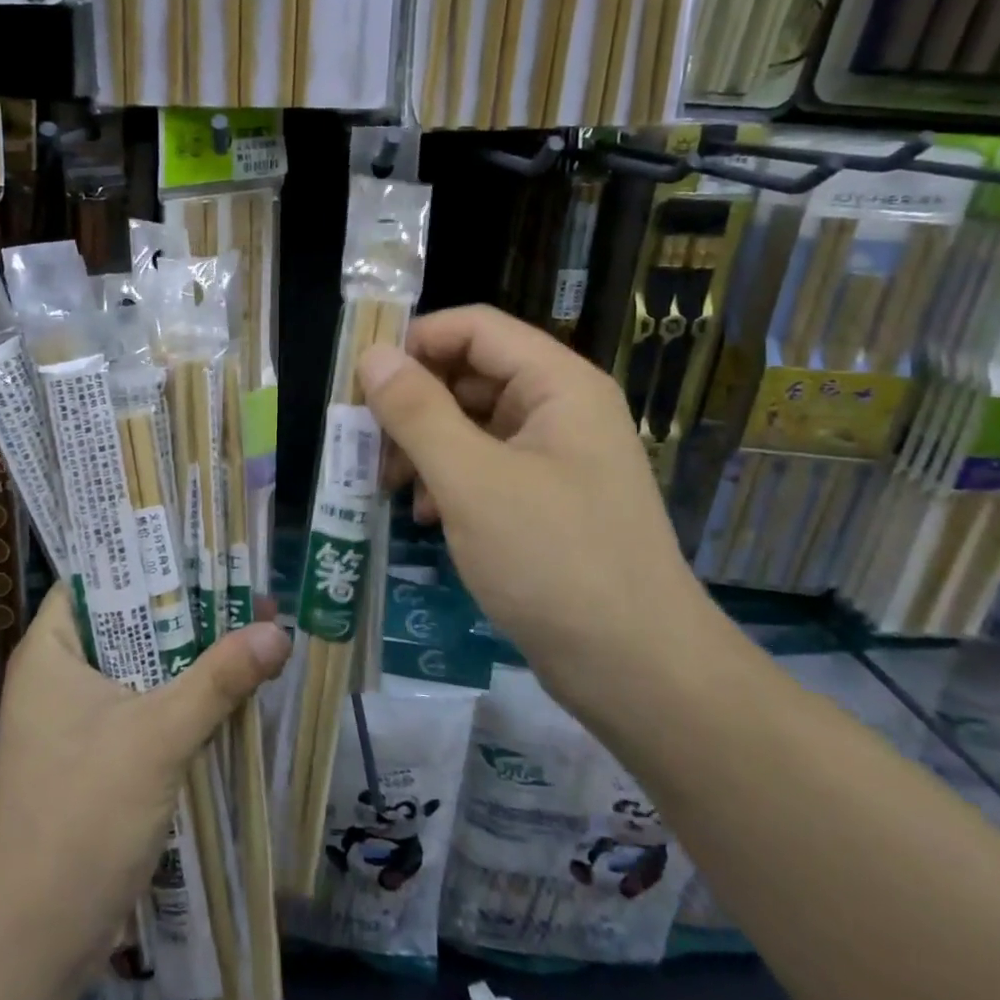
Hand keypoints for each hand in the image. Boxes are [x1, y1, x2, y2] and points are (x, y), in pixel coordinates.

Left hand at [0, 586, 290, 995]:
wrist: (32, 942)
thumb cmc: (81, 814)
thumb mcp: (157, 735)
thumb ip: (219, 678)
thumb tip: (279, 630)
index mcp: (52, 648)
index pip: (98, 577)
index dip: (146, 556)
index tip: (200, 542)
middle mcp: (60, 675)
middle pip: (130, 622)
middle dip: (186, 608)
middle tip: (243, 582)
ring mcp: (78, 720)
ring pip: (142, 667)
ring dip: (190, 655)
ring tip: (251, 624)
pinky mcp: (98, 758)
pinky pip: (146, 707)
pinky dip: (183, 696)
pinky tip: (231, 687)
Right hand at [356, 305, 720, 713]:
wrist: (638, 671)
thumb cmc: (553, 561)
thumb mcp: (471, 480)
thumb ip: (417, 411)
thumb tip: (372, 356)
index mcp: (557, 384)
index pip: (474, 328)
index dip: (415, 341)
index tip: (361, 378)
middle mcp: (561, 408)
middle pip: (471, 374)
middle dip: (413, 403)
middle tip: (365, 440)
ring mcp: (557, 456)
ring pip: (473, 423)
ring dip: (425, 445)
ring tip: (391, 485)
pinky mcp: (547, 499)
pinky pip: (486, 466)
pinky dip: (449, 480)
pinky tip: (427, 516)